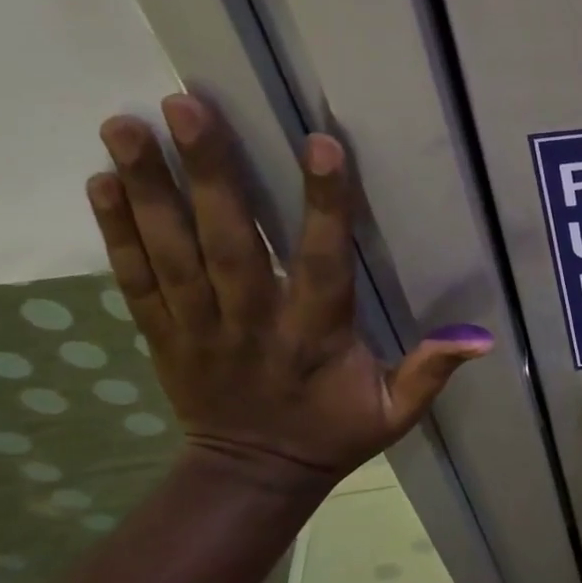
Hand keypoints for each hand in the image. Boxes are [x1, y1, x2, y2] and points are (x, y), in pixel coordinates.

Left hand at [87, 95, 491, 490]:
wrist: (252, 477)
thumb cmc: (334, 434)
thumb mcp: (395, 413)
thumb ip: (431, 372)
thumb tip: (481, 337)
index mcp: (313, 338)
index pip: (321, 264)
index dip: (323, 206)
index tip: (320, 144)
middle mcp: (251, 325)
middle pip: (228, 244)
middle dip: (209, 173)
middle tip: (187, 105)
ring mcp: (198, 329)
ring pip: (171, 253)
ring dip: (149, 188)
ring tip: (124, 124)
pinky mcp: (163, 335)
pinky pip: (135, 281)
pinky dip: (115, 232)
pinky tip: (100, 181)